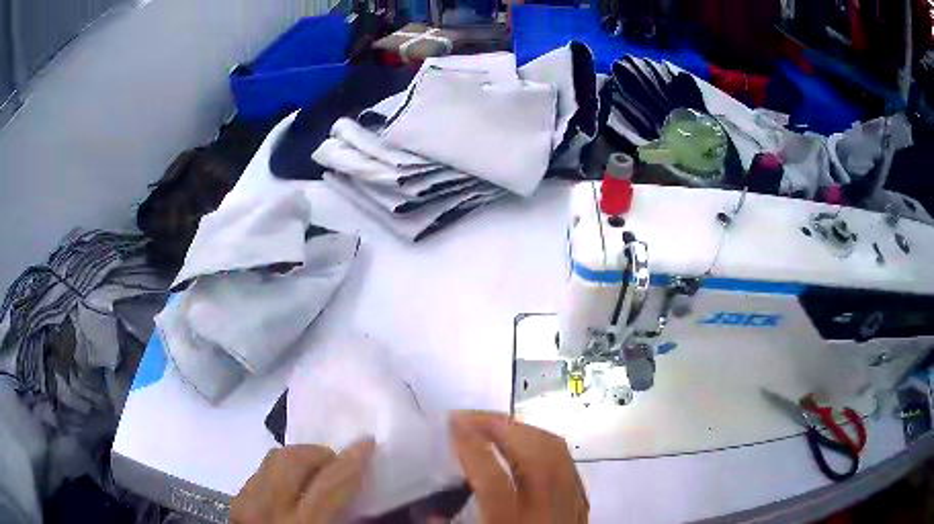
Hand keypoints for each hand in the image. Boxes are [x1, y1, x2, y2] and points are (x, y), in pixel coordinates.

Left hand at [231, 439, 374, 523]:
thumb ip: (341, 517)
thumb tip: (353, 487)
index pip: (327, 484)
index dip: (350, 462)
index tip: (366, 444)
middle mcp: (267, 509)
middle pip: (292, 460)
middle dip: (320, 453)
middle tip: (338, 462)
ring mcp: (246, 502)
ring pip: (273, 459)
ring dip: (300, 458)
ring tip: (317, 470)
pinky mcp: (237, 501)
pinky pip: (261, 472)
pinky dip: (281, 470)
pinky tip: (293, 485)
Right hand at [450, 411, 587, 523]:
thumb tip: (427, 511)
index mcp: (514, 521)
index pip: (493, 479)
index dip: (471, 447)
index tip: (452, 423)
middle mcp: (548, 508)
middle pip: (534, 453)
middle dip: (500, 426)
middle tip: (469, 417)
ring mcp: (571, 502)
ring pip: (556, 451)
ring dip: (523, 430)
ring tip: (493, 424)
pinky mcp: (582, 501)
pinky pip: (567, 461)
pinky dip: (544, 443)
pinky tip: (525, 443)